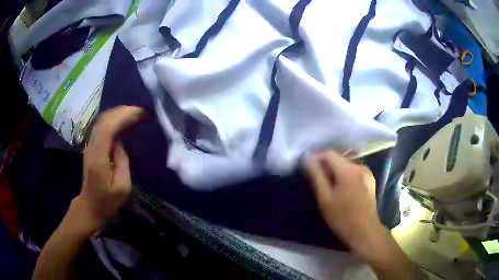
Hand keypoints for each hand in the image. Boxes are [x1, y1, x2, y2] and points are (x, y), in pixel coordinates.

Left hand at [71, 106, 144, 232]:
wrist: (90, 207)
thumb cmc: (108, 202)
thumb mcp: (122, 188)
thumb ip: (122, 162)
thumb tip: (120, 142)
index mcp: (98, 157)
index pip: (108, 128)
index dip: (124, 116)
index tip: (141, 113)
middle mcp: (91, 147)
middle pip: (104, 120)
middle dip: (123, 111)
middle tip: (141, 110)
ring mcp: (89, 146)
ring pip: (102, 121)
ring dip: (118, 113)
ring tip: (134, 112)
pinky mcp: (91, 147)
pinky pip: (102, 127)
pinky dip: (113, 120)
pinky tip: (123, 120)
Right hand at [304, 150, 383, 255]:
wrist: (365, 231)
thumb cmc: (342, 218)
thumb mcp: (325, 199)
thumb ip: (316, 176)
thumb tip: (307, 159)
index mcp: (348, 170)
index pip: (329, 154)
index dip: (316, 158)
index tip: (308, 170)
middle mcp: (359, 166)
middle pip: (338, 158)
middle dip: (325, 165)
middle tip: (316, 180)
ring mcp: (367, 173)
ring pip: (346, 164)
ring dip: (335, 171)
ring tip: (328, 186)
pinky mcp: (370, 180)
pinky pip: (354, 171)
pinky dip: (345, 175)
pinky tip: (342, 189)